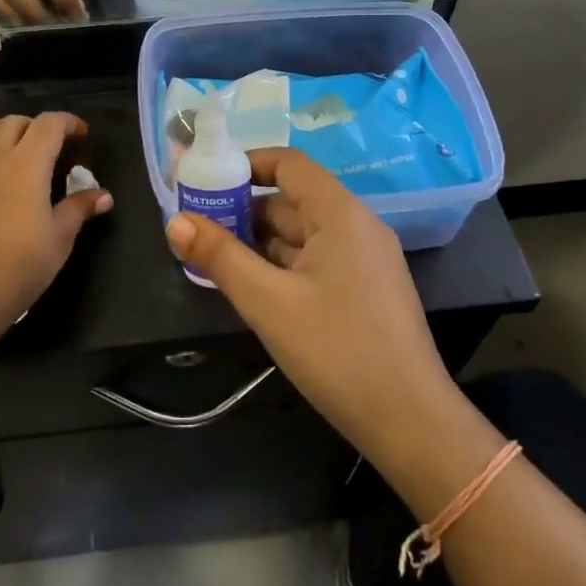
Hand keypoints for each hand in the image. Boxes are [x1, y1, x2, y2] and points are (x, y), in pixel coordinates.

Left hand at [0, 113, 112, 339]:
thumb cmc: (17, 269)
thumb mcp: (59, 240)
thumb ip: (79, 210)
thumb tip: (104, 195)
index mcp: (27, 164)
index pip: (49, 124)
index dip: (68, 122)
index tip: (80, 135)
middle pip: (11, 122)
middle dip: (32, 127)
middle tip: (45, 147)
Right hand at [164, 149, 459, 468]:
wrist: (410, 422)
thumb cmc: (337, 351)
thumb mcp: (268, 302)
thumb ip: (220, 257)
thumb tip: (175, 221)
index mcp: (340, 213)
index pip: (289, 163)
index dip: (246, 165)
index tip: (206, 182)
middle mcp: (356, 226)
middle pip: (292, 199)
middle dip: (243, 209)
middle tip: (197, 227)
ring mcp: (364, 259)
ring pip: (302, 234)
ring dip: (259, 240)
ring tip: (213, 256)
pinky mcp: (365, 290)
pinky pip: (315, 260)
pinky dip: (282, 264)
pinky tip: (252, 285)